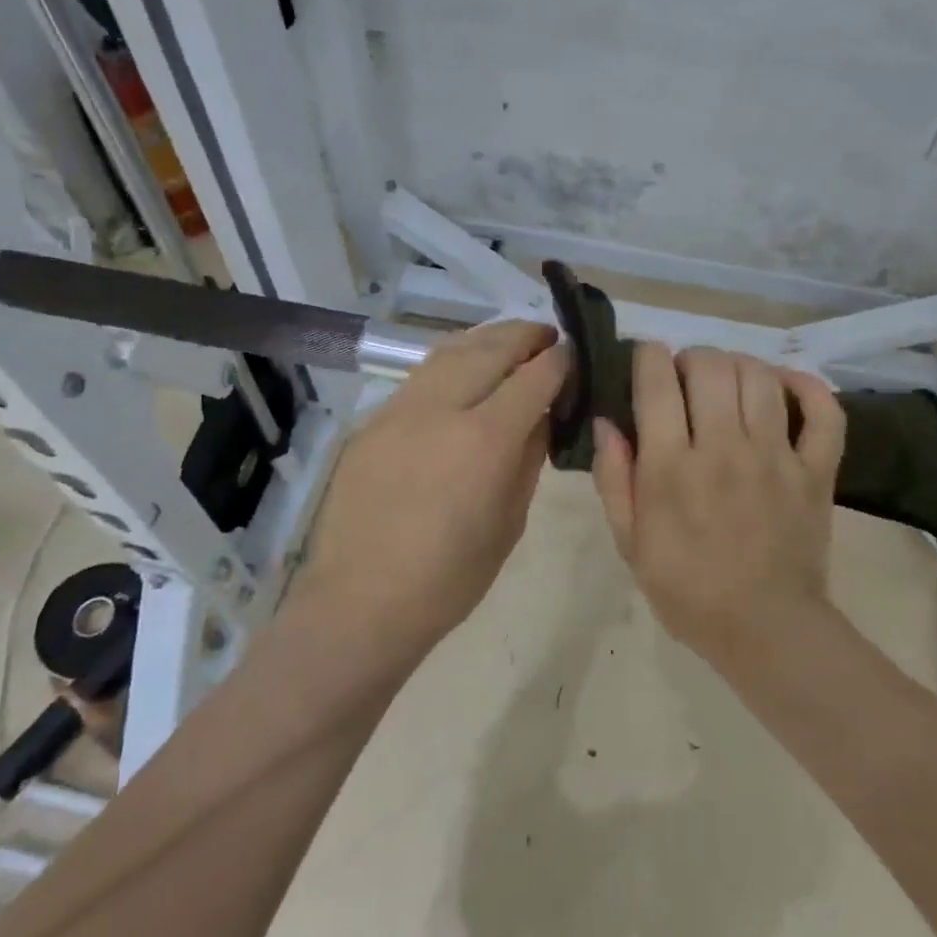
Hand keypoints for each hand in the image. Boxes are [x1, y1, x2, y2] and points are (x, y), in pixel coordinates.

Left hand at [300, 319, 566, 648]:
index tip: (574, 353)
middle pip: (491, 348)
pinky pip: (421, 376)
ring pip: (450, 351)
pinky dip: (451, 362)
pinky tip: (462, 372)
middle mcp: (442, 409)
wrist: (363, 600)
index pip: (534, 377)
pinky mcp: (374, 420)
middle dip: (525, 336)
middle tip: (547, 336)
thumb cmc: (450, 578)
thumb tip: (540, 416)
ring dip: (486, 340)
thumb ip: (528, 458)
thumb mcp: (509, 522)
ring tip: (508, 343)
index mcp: (485, 440)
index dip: (560, 360)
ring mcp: (400, 409)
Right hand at [592, 344, 845, 660]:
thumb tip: (607, 423)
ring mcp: (776, 457)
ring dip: (737, 365)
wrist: (765, 630)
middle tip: (684, 377)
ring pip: (760, 377)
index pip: (657, 382)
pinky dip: (807, 387)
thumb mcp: (630, 542)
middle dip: (691, 357)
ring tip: (726, 381)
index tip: (646, 361)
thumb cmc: (686, 590)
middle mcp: (724, 449)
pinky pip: (824, 413)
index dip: (648, 357)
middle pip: (710, 367)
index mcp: (671, 467)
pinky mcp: (816, 471)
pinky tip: (785, 385)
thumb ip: (613, 479)